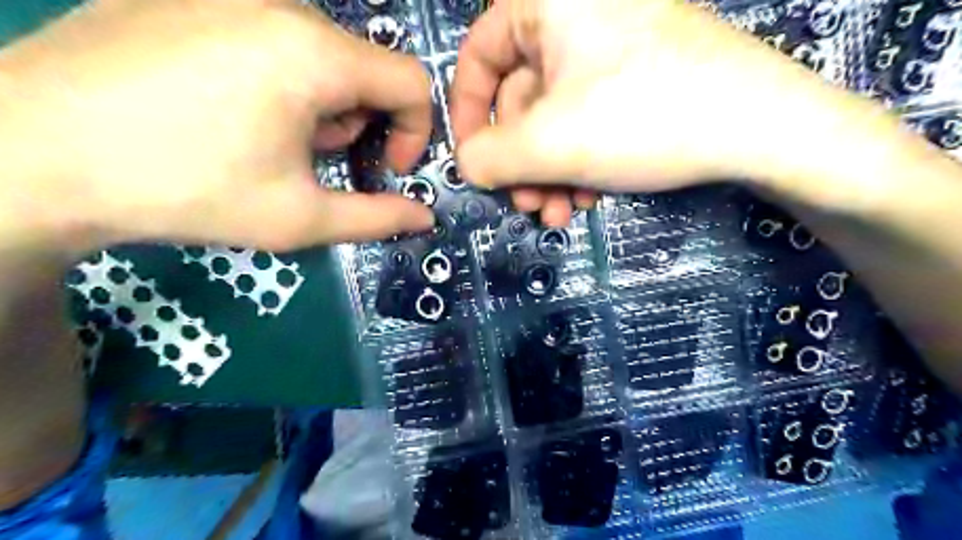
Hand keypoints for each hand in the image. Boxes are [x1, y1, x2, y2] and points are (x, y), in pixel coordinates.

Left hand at [0, 1, 431, 255]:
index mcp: (314, 54)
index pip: (412, 81)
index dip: (415, 132)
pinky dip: (281, 81)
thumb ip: (377, 218)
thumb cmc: (186, 190)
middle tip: (315, 162)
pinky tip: (231, 111)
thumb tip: (424, 217)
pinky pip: (273, 37)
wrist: (29, 152)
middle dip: (359, 124)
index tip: (387, 170)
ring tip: (270, 141)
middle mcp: (280, 5)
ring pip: (322, 54)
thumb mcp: (299, 218)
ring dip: (321, 105)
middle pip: (366, 69)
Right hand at [450, 0, 873, 222]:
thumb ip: (488, 157)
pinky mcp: (637, 79)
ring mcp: (612, 50)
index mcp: (550, 5)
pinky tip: (590, 196)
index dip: (467, 112)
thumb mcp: (549, 143)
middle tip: (527, 205)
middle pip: (520, 98)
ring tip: (559, 213)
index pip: (479, 53)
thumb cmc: (643, 119)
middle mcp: (578, 17)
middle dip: (520, 162)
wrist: (761, 128)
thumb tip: (465, 165)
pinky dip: (580, 163)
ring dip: (549, 173)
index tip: (472, 159)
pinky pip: (587, 120)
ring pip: (554, 118)